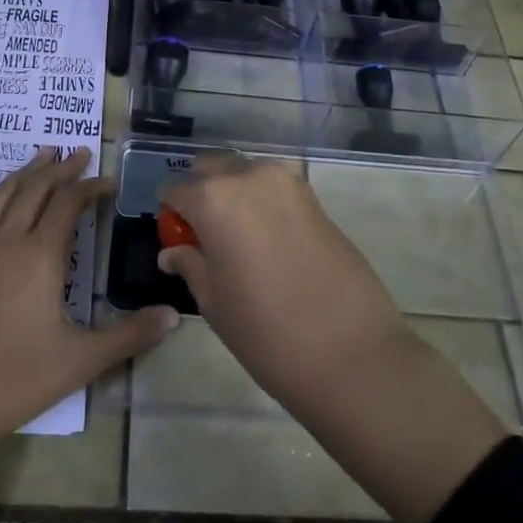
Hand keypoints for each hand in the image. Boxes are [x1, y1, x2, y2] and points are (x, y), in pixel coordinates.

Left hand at [0, 147, 176, 440]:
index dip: (90, 187)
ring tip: (42, 155)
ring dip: (23, 172)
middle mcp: (6, 241)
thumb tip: (174, 316)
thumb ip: (131, 335)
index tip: (108, 180)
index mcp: (41, 256)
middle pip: (35, 191)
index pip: (70, 204)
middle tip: (78, 154)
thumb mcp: (82, 361)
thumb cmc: (17, 379)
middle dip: (60, 170)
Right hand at [157, 154, 508, 522]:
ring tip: (238, 240)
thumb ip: (190, 264)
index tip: (177, 240)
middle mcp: (250, 176)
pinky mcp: (316, 198)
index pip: (175, 190)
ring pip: (245, 173)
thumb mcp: (214, 302)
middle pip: (211, 169)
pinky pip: (274, 188)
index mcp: (215, 198)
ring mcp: (288, 183)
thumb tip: (173, 251)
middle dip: (201, 194)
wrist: (351, 353)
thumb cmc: (266, 332)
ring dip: (233, 194)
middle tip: (205, 237)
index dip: (171, 215)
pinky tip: (268, 242)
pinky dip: (262, 203)